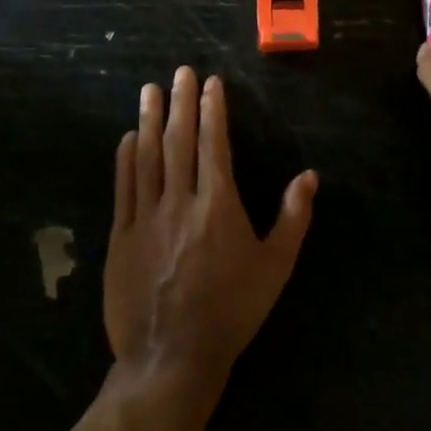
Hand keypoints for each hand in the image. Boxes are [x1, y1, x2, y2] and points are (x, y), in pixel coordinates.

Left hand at [105, 68, 317, 385]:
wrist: (172, 358)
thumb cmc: (232, 311)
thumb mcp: (275, 267)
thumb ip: (293, 217)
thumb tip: (308, 175)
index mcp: (218, 206)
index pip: (214, 145)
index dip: (212, 111)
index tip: (210, 83)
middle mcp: (180, 202)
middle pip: (178, 142)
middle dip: (180, 103)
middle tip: (180, 72)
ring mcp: (145, 219)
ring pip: (146, 158)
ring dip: (149, 120)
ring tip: (150, 90)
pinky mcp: (121, 238)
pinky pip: (124, 189)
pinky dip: (125, 159)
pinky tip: (128, 138)